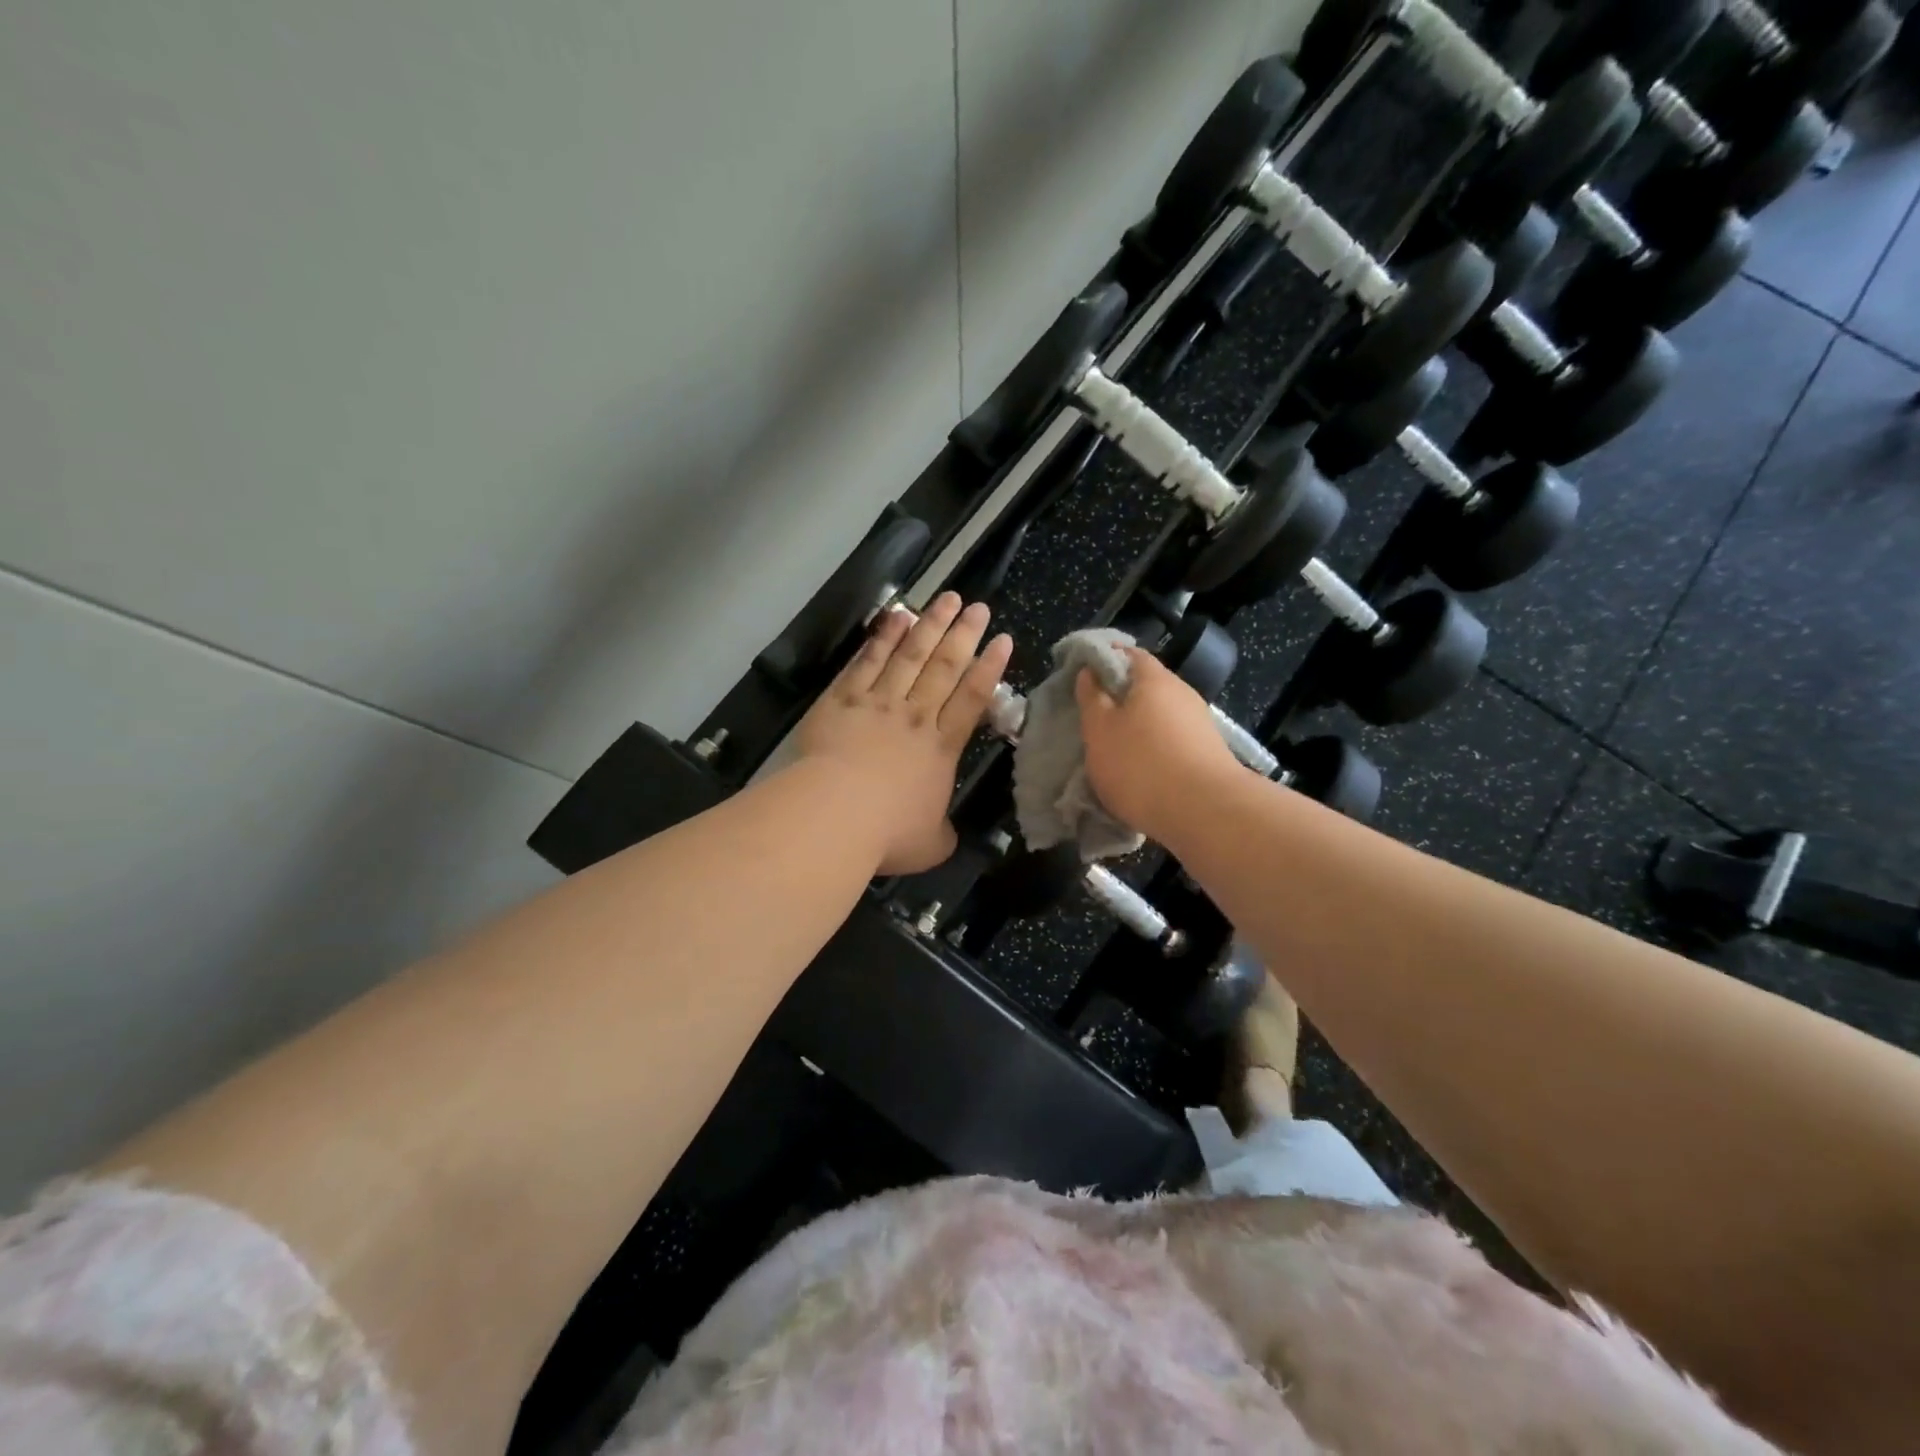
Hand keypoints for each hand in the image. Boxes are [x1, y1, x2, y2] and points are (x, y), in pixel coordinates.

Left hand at [797, 592, 1012, 874]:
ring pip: (910, 656)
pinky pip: (867, 661)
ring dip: (930, 625)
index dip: (989, 669)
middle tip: (978, 607)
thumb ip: (942, 833)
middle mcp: (915, 717)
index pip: (972, 699)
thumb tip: (945, 833)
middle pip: (944, 667)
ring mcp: (878, 703)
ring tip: (946, 599)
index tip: (1002, 640)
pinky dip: (883, 637)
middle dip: (964, 635)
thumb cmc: (887, 833)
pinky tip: (896, 616)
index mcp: (941, 748)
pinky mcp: (842, 700)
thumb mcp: (930, 845)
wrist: (834, 815)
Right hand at [1075, 649, 1244, 843]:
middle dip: (1119, 699)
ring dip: (1137, 728)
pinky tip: (1141, 771)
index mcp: (1154, 679)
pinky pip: (1172, 741)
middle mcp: (1182, 693)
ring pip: (1159, 716)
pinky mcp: (1208, 752)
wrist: (1205, 812)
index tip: (1082, 679)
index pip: (1128, 653)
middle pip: (1145, 686)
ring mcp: (1199, 723)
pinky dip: (1154, 749)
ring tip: (1114, 751)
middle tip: (1094, 720)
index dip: (1103, 661)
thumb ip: (1091, 698)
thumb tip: (1090, 672)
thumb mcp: (1099, 730)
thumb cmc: (1140, 765)